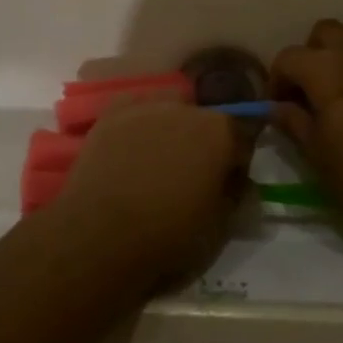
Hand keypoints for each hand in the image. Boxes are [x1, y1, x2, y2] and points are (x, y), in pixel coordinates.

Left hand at [49, 98, 247, 290]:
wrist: (100, 235)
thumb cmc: (168, 235)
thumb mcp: (219, 228)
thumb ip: (235, 196)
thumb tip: (237, 183)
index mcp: (220, 132)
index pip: (242, 137)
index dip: (237, 162)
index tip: (228, 184)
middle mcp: (187, 109)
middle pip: (204, 121)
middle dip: (203, 143)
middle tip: (191, 176)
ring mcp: (146, 107)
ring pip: (169, 111)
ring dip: (170, 130)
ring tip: (157, 163)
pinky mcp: (111, 114)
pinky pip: (134, 113)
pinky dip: (138, 127)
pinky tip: (130, 150)